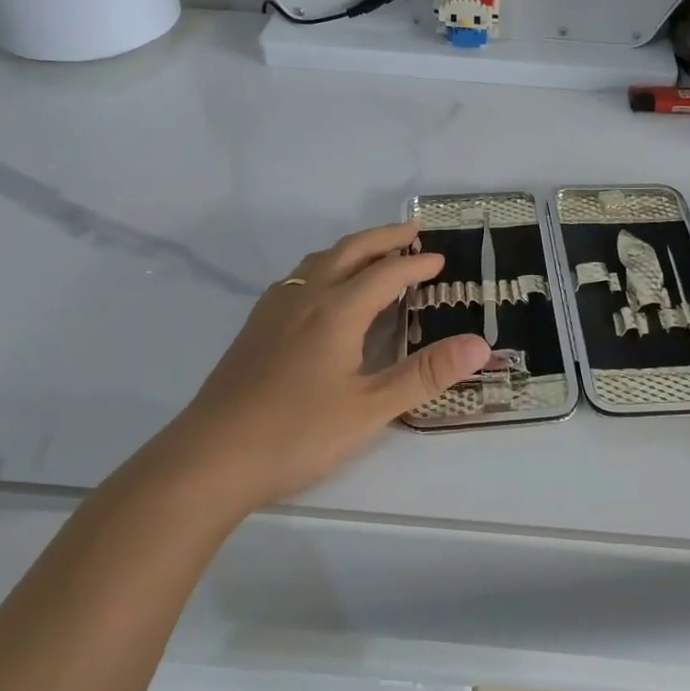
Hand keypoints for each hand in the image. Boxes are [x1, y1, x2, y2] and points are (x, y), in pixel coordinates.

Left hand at [170, 221, 490, 512]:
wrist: (209, 458)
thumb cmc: (296, 433)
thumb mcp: (370, 409)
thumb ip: (425, 375)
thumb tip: (480, 345)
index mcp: (337, 311)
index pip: (386, 274)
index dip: (417, 265)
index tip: (441, 260)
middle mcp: (305, 297)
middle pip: (350, 252)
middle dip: (384, 239)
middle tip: (412, 232)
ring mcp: (274, 310)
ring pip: (318, 260)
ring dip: (351, 249)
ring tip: (372, 253)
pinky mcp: (255, 327)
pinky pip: (297, 277)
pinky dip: (323, 266)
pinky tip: (321, 289)